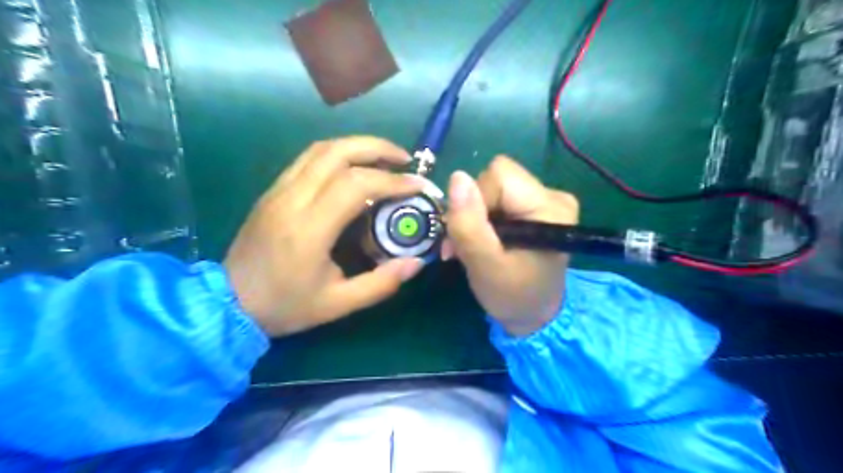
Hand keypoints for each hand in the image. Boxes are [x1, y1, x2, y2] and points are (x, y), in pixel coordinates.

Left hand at [221, 135, 424, 335]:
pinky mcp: (273, 190)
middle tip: (405, 159)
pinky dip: (338, 154)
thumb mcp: (338, 304)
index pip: (355, 185)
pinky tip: (354, 167)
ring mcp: (278, 190)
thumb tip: (416, 263)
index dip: (392, 180)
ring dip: (358, 146)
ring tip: (385, 159)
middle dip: (377, 148)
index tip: (418, 185)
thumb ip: (381, 284)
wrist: (228, 303)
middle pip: (337, 152)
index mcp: (309, 229)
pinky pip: (308, 159)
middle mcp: (291, 200)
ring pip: (321, 149)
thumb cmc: (285, 305)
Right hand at [447, 155, 579, 335]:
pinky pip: (499, 197)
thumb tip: (457, 177)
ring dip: (474, 216)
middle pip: (495, 178)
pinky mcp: (536, 207)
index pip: (499, 176)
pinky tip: (484, 240)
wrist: (533, 315)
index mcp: (550, 208)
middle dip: (472, 209)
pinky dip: (483, 218)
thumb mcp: (485, 265)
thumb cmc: (513, 296)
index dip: (476, 201)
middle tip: (465, 244)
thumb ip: (469, 225)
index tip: (470, 235)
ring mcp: (546, 200)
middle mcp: (553, 195)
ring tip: (473, 246)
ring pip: (492, 187)